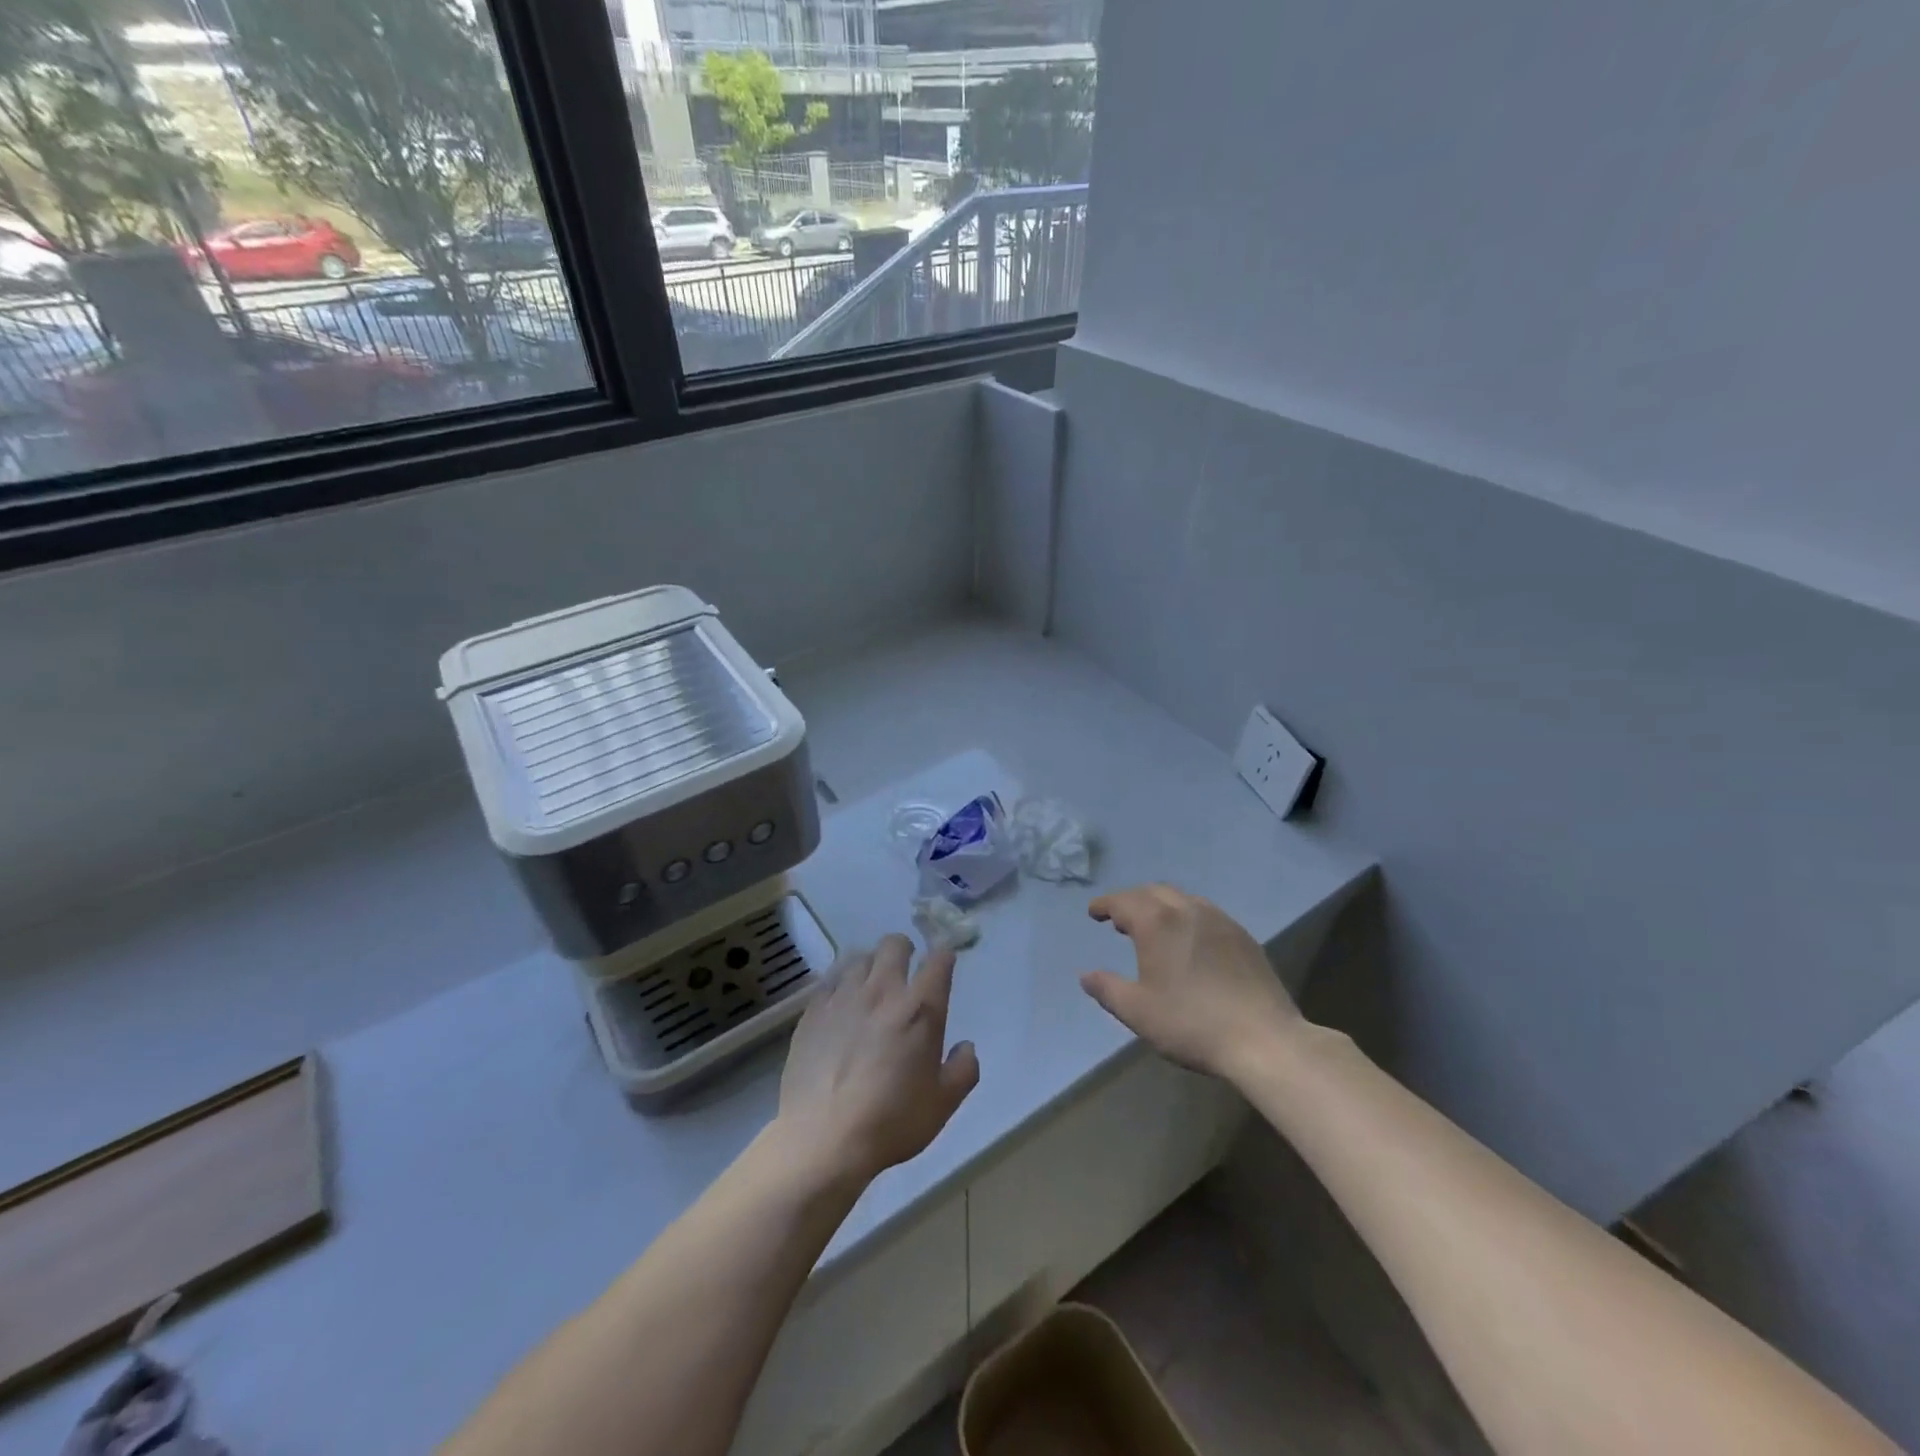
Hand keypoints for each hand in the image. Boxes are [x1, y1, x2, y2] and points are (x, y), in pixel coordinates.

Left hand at [776, 934, 979, 1184]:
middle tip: (905, 972)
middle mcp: (883, 990)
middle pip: (894, 944)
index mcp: (920, 1008)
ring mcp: (844, 996)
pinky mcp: (813, 1009)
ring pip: (859, 956)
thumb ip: (963, 1070)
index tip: (943, 967)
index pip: (939, 960)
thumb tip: (966, 1047)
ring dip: (871, 965)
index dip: (944, 958)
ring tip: (871, 986)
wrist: (823, 1138)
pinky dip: (840, 982)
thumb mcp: (943, 1104)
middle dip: (904, 950)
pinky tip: (841, 1002)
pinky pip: (830, 978)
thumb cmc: (891, 1121)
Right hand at [1080, 884, 1303, 1080]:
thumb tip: (1086, 976)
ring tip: (1153, 927)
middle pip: (1152, 892)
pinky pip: (1206, 912)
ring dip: (1160, 905)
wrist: (1264, 1040)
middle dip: (1132, 901)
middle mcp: (1187, 910)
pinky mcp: (1243, 936)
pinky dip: (1187, 916)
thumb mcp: (1138, 1012)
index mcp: (1157, 923)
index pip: (1123, 901)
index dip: (1105, 904)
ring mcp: (1220, 920)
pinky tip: (1189, 941)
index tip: (1094, 912)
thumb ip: (1108, 989)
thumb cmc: (1192, 1024)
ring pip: (1182, 898)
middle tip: (1120, 920)